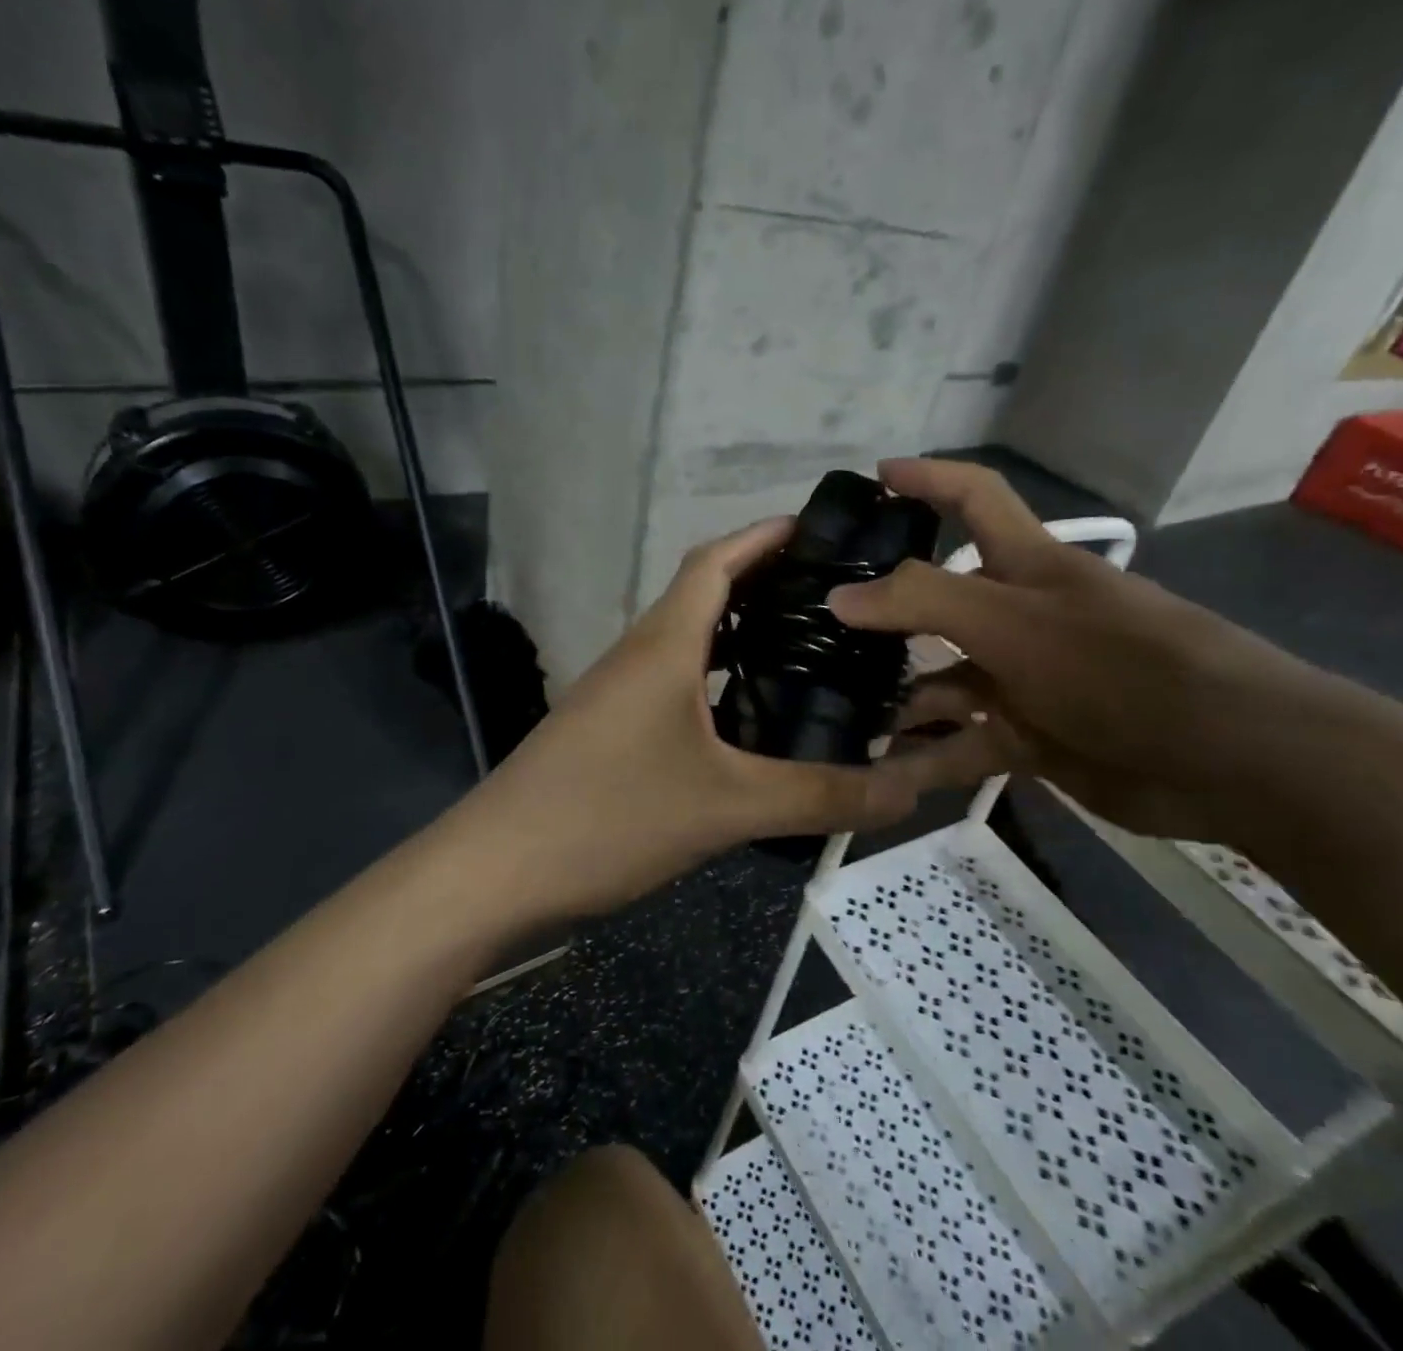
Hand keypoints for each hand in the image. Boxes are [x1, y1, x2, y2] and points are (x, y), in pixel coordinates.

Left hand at [464, 518, 942, 923]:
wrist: (493, 873)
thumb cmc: (606, 816)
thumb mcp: (725, 807)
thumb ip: (820, 796)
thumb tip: (909, 789)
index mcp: (665, 644)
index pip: (716, 560)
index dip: (765, 535)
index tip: (821, 530)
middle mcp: (640, 655)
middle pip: (706, 595)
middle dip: (766, 584)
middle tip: (837, 599)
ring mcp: (619, 694)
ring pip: (690, 644)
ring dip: (742, 637)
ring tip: (809, 652)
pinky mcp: (611, 732)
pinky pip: (677, 688)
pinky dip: (718, 684)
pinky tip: (752, 722)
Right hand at [829, 458, 1327, 840]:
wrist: (1226, 759)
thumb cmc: (1116, 664)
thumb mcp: (1011, 621)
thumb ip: (921, 601)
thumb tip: (839, 595)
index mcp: (1026, 565)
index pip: (973, 497)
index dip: (927, 478)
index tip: (873, 478)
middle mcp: (1021, 616)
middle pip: (938, 601)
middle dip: (883, 611)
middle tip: (817, 624)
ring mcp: (1024, 680)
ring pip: (941, 681)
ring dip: (895, 697)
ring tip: (833, 711)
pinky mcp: (1031, 737)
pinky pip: (961, 744)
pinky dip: (925, 758)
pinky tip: (879, 774)